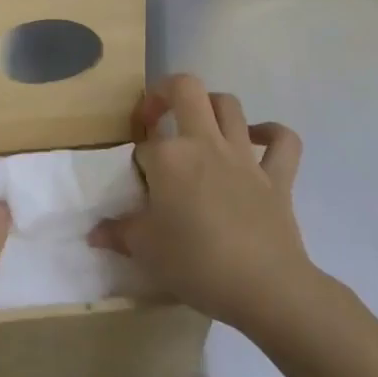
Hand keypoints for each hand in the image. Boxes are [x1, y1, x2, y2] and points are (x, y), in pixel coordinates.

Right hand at [89, 73, 317, 336]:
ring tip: (200, 125)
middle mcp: (204, 143)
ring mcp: (244, 156)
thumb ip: (118, 233)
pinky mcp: (278, 177)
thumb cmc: (198, 264)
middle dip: (167, 92)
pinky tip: (259, 139)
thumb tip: (94, 233)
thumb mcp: (146, 251)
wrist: (266, 288)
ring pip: (229, 105)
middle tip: (157, 116)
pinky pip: (283, 141)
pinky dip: (272, 134)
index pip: (144, 145)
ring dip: (212, 106)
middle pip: (186, 88)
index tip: (138, 187)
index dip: (137, 161)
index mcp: (169, 157)